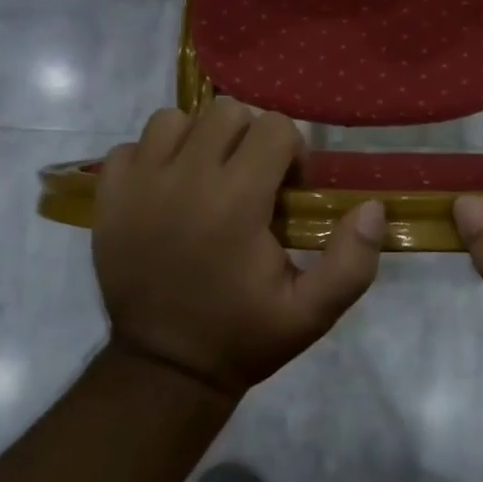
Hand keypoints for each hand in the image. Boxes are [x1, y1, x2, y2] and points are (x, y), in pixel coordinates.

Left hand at [93, 100, 384, 396]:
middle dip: (249, 137)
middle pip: (227, 112)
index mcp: (236, 201)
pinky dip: (152, 158)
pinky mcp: (109, 196)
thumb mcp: (311, 313)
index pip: (274, 127)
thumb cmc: (242, 335)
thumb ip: (351, 262)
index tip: (287, 190)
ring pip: (175, 119)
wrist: (164, 369)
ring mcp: (139, 184)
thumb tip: (373, 207)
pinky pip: (132, 146)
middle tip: (251, 179)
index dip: (291, 152)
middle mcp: (185, 178)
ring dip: (198, 140)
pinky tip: (165, 191)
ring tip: (206, 179)